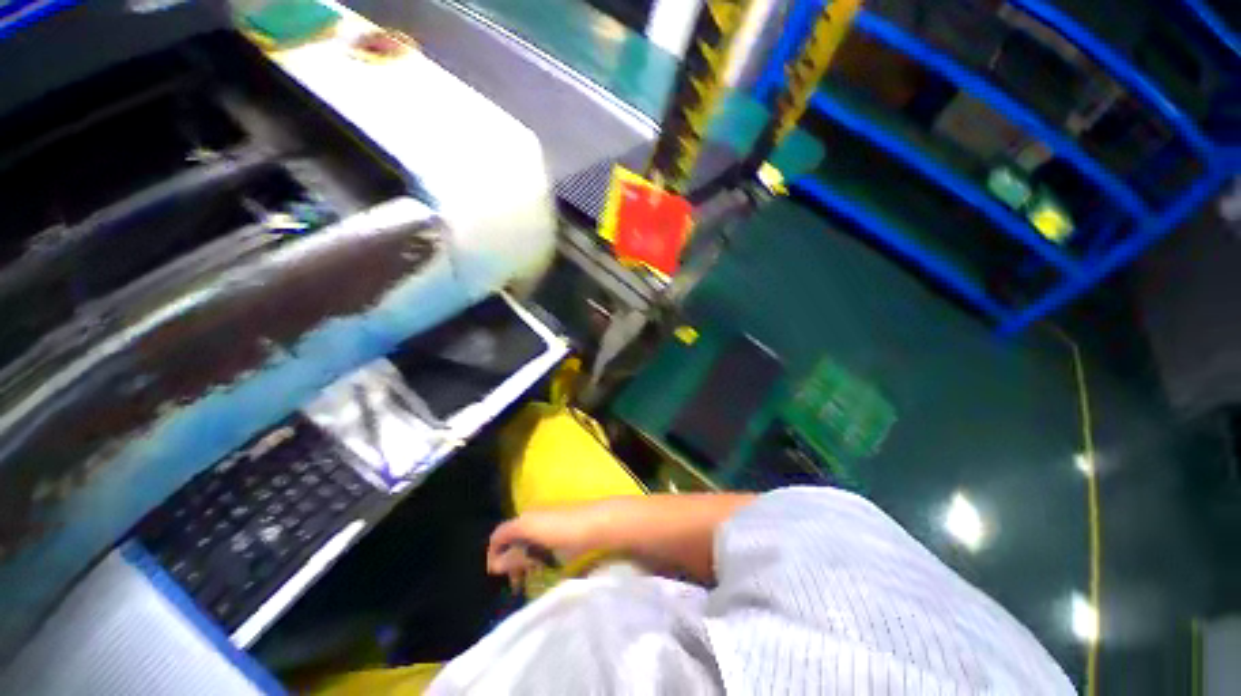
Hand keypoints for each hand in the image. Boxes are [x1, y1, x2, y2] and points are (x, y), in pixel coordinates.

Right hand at [485, 505, 603, 585]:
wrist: (599, 523)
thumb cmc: (566, 536)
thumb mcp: (537, 551)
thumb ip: (515, 558)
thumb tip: (495, 566)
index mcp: (524, 521)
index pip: (498, 535)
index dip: (492, 555)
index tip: (497, 576)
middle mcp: (532, 515)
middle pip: (512, 538)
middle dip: (511, 561)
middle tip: (517, 584)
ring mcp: (547, 517)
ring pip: (527, 540)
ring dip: (525, 559)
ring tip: (533, 578)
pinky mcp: (560, 521)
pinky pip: (540, 538)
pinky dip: (538, 553)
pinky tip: (547, 566)